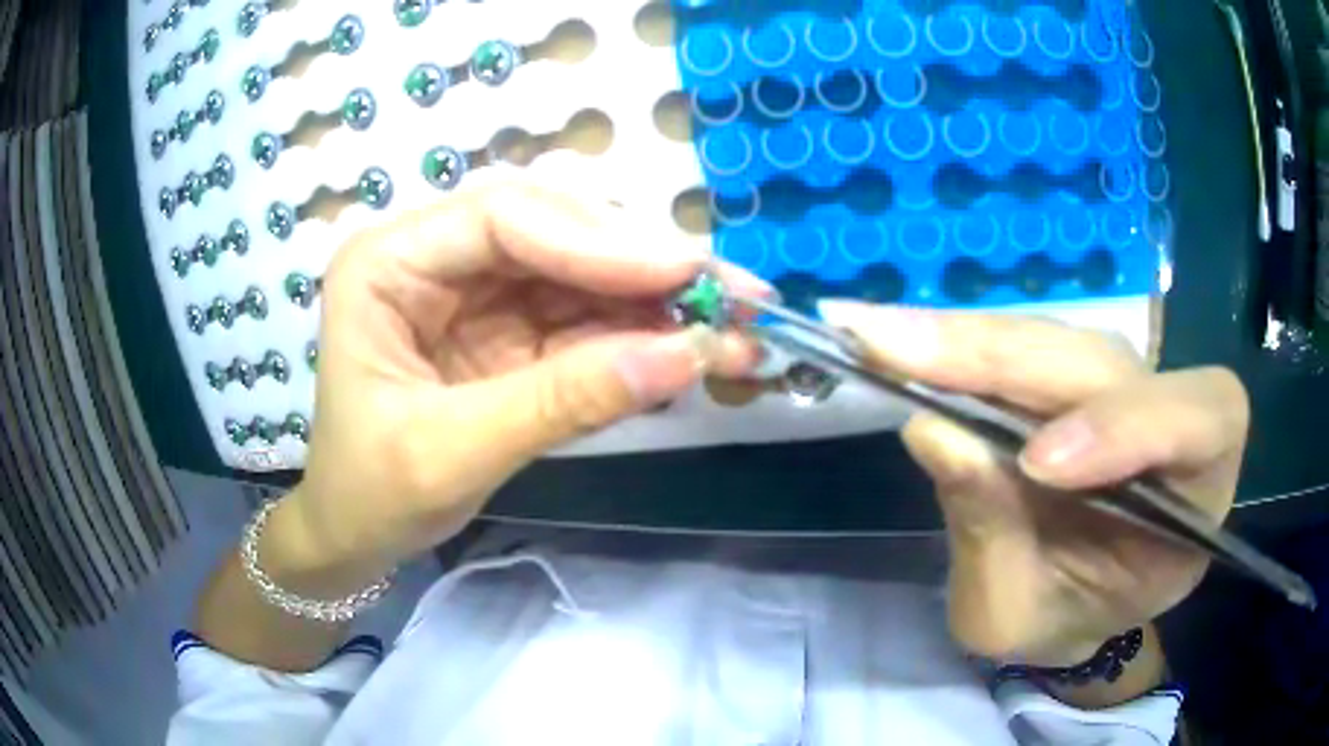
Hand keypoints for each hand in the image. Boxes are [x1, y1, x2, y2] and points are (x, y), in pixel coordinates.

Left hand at [281, 176, 763, 582]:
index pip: (502, 220)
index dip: (598, 242)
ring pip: (583, 273)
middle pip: (554, 233)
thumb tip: (685, 358)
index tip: (683, 277)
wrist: (358, 533)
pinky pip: (585, 319)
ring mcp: (478, 291)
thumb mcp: (452, 452)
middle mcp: (435, 256)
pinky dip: (642, 337)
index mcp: (388, 262)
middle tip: (737, 296)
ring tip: (738, 328)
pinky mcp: (511, 329)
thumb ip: (562, 401)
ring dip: (661, 304)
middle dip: (645, 268)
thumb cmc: (372, 493)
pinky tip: (697, 351)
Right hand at [820, 303, 1249, 665]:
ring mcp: (1114, 382)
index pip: (1198, 420)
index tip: (1038, 463)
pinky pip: (1019, 346)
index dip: (1129, 424)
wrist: (1067, 603)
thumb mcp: (1022, 613)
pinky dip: (956, 345)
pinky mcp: (1064, 375)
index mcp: (1197, 485)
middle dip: (1004, 360)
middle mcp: (1166, 413)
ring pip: (1054, 341)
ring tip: (879, 341)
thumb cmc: (1061, 618)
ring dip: (966, 341)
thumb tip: (934, 432)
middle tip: (892, 349)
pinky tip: (896, 341)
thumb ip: (994, 536)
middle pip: (1105, 362)